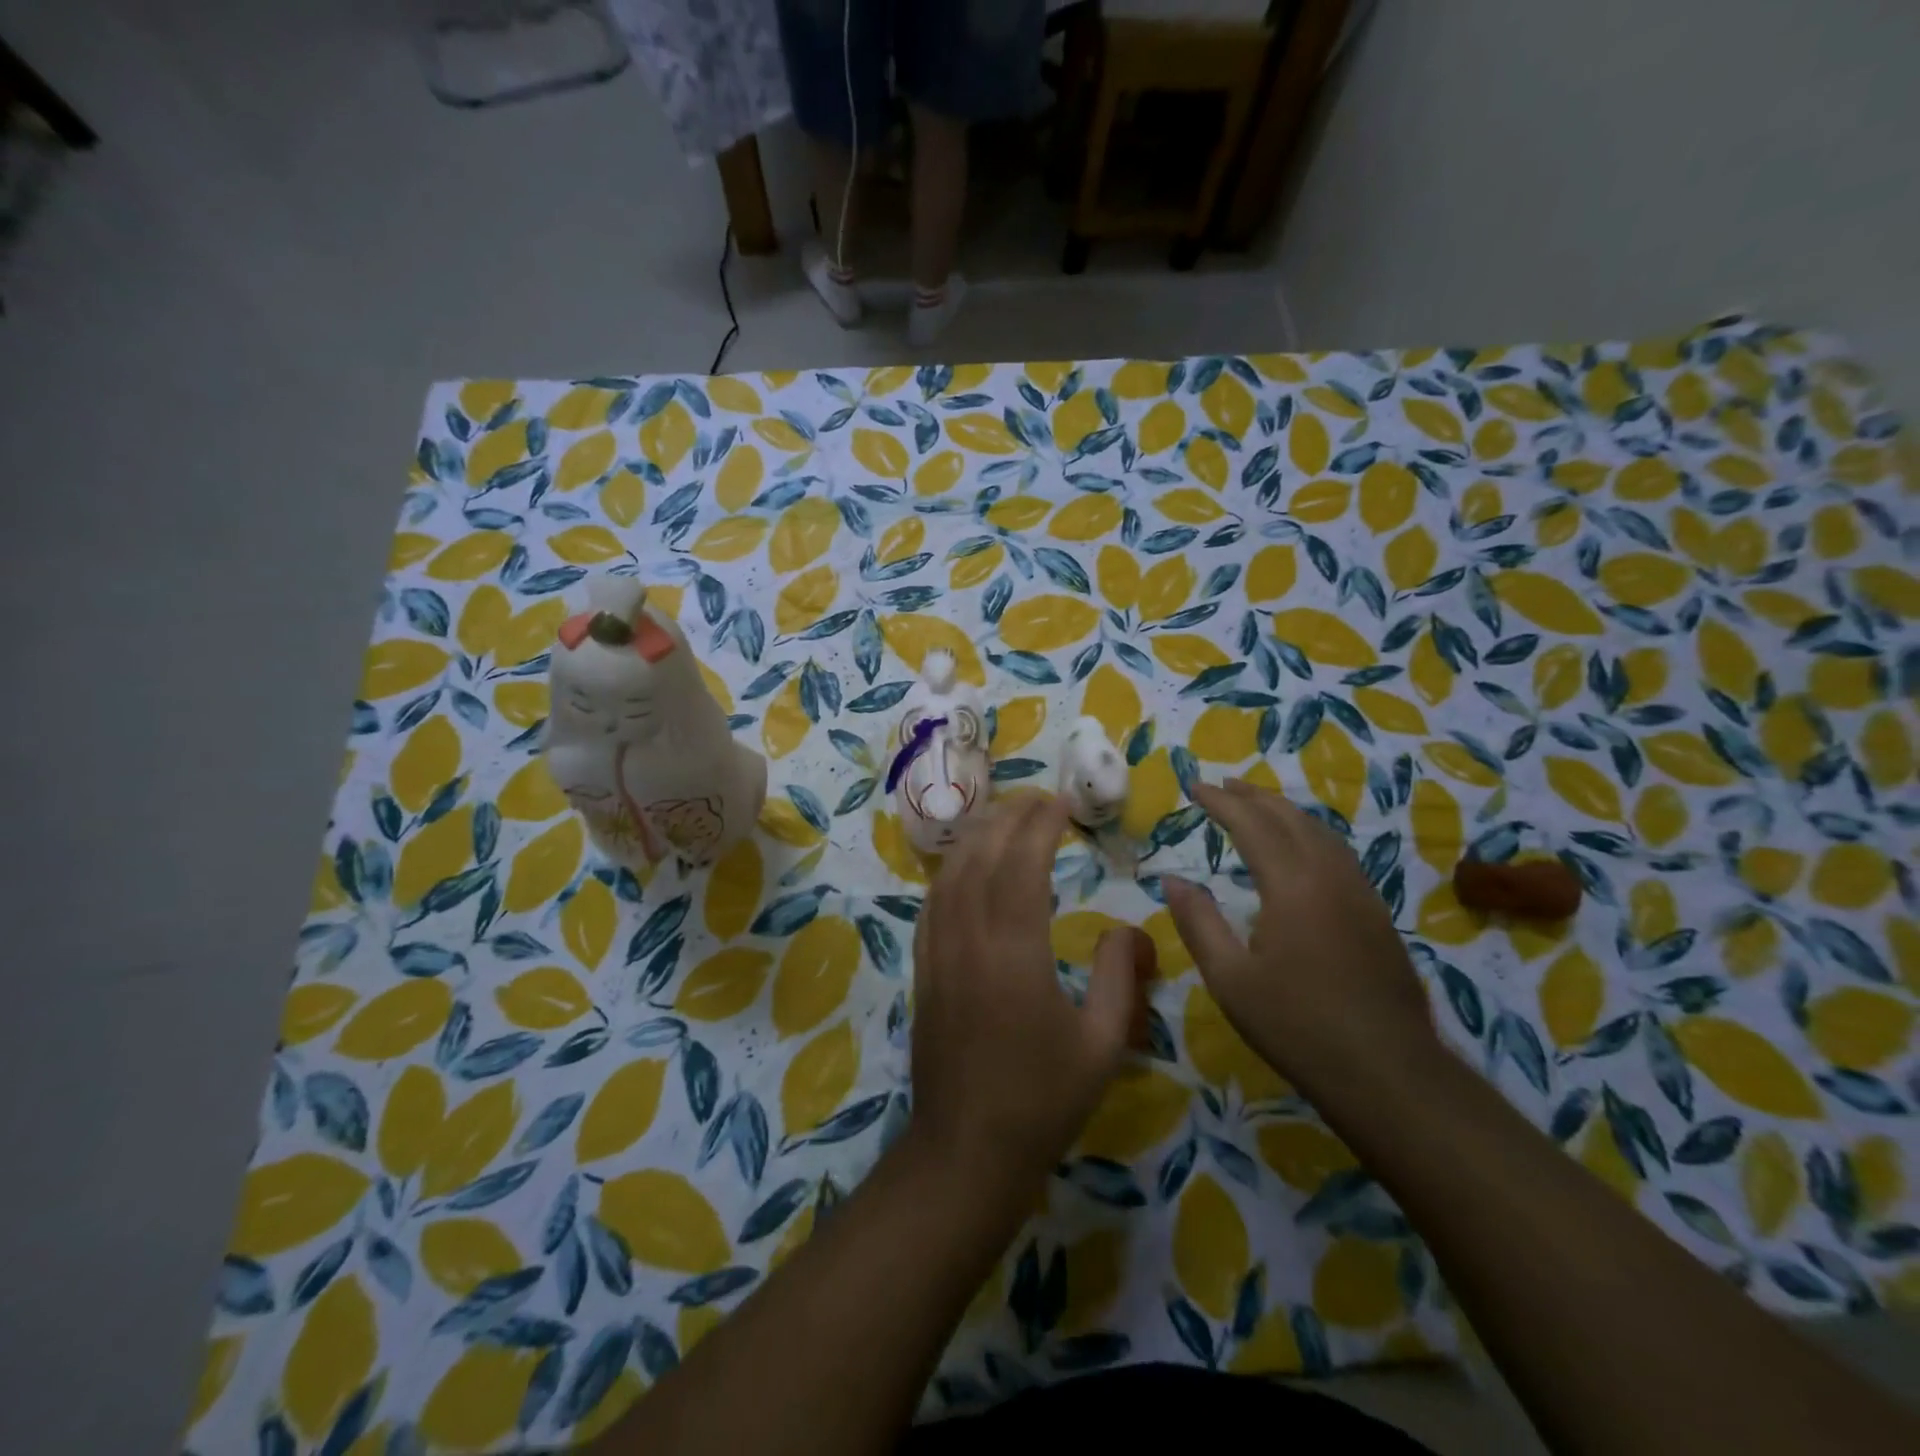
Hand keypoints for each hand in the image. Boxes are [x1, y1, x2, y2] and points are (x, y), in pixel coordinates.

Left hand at [910, 795, 1144, 1186]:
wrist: (967, 1149)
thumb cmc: (1043, 1100)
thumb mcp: (1103, 1044)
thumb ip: (1119, 976)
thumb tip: (1125, 928)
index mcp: (1015, 952)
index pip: (1022, 864)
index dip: (1041, 825)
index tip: (1062, 803)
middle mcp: (969, 939)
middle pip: (982, 856)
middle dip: (1009, 818)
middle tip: (1039, 799)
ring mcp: (938, 952)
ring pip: (950, 873)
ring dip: (977, 836)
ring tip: (1006, 818)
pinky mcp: (923, 968)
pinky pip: (932, 903)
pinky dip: (951, 870)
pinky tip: (966, 866)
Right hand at [1162, 779, 1435, 1089]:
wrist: (1388, 1072)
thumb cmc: (1298, 1026)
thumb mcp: (1230, 979)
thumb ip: (1198, 923)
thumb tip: (1172, 880)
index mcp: (1292, 885)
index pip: (1251, 824)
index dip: (1220, 802)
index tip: (1194, 786)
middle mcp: (1329, 875)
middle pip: (1290, 818)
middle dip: (1253, 796)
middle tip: (1222, 785)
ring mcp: (1360, 893)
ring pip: (1320, 831)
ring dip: (1284, 810)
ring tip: (1257, 804)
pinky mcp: (1377, 914)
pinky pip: (1338, 852)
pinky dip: (1309, 833)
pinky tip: (1301, 848)